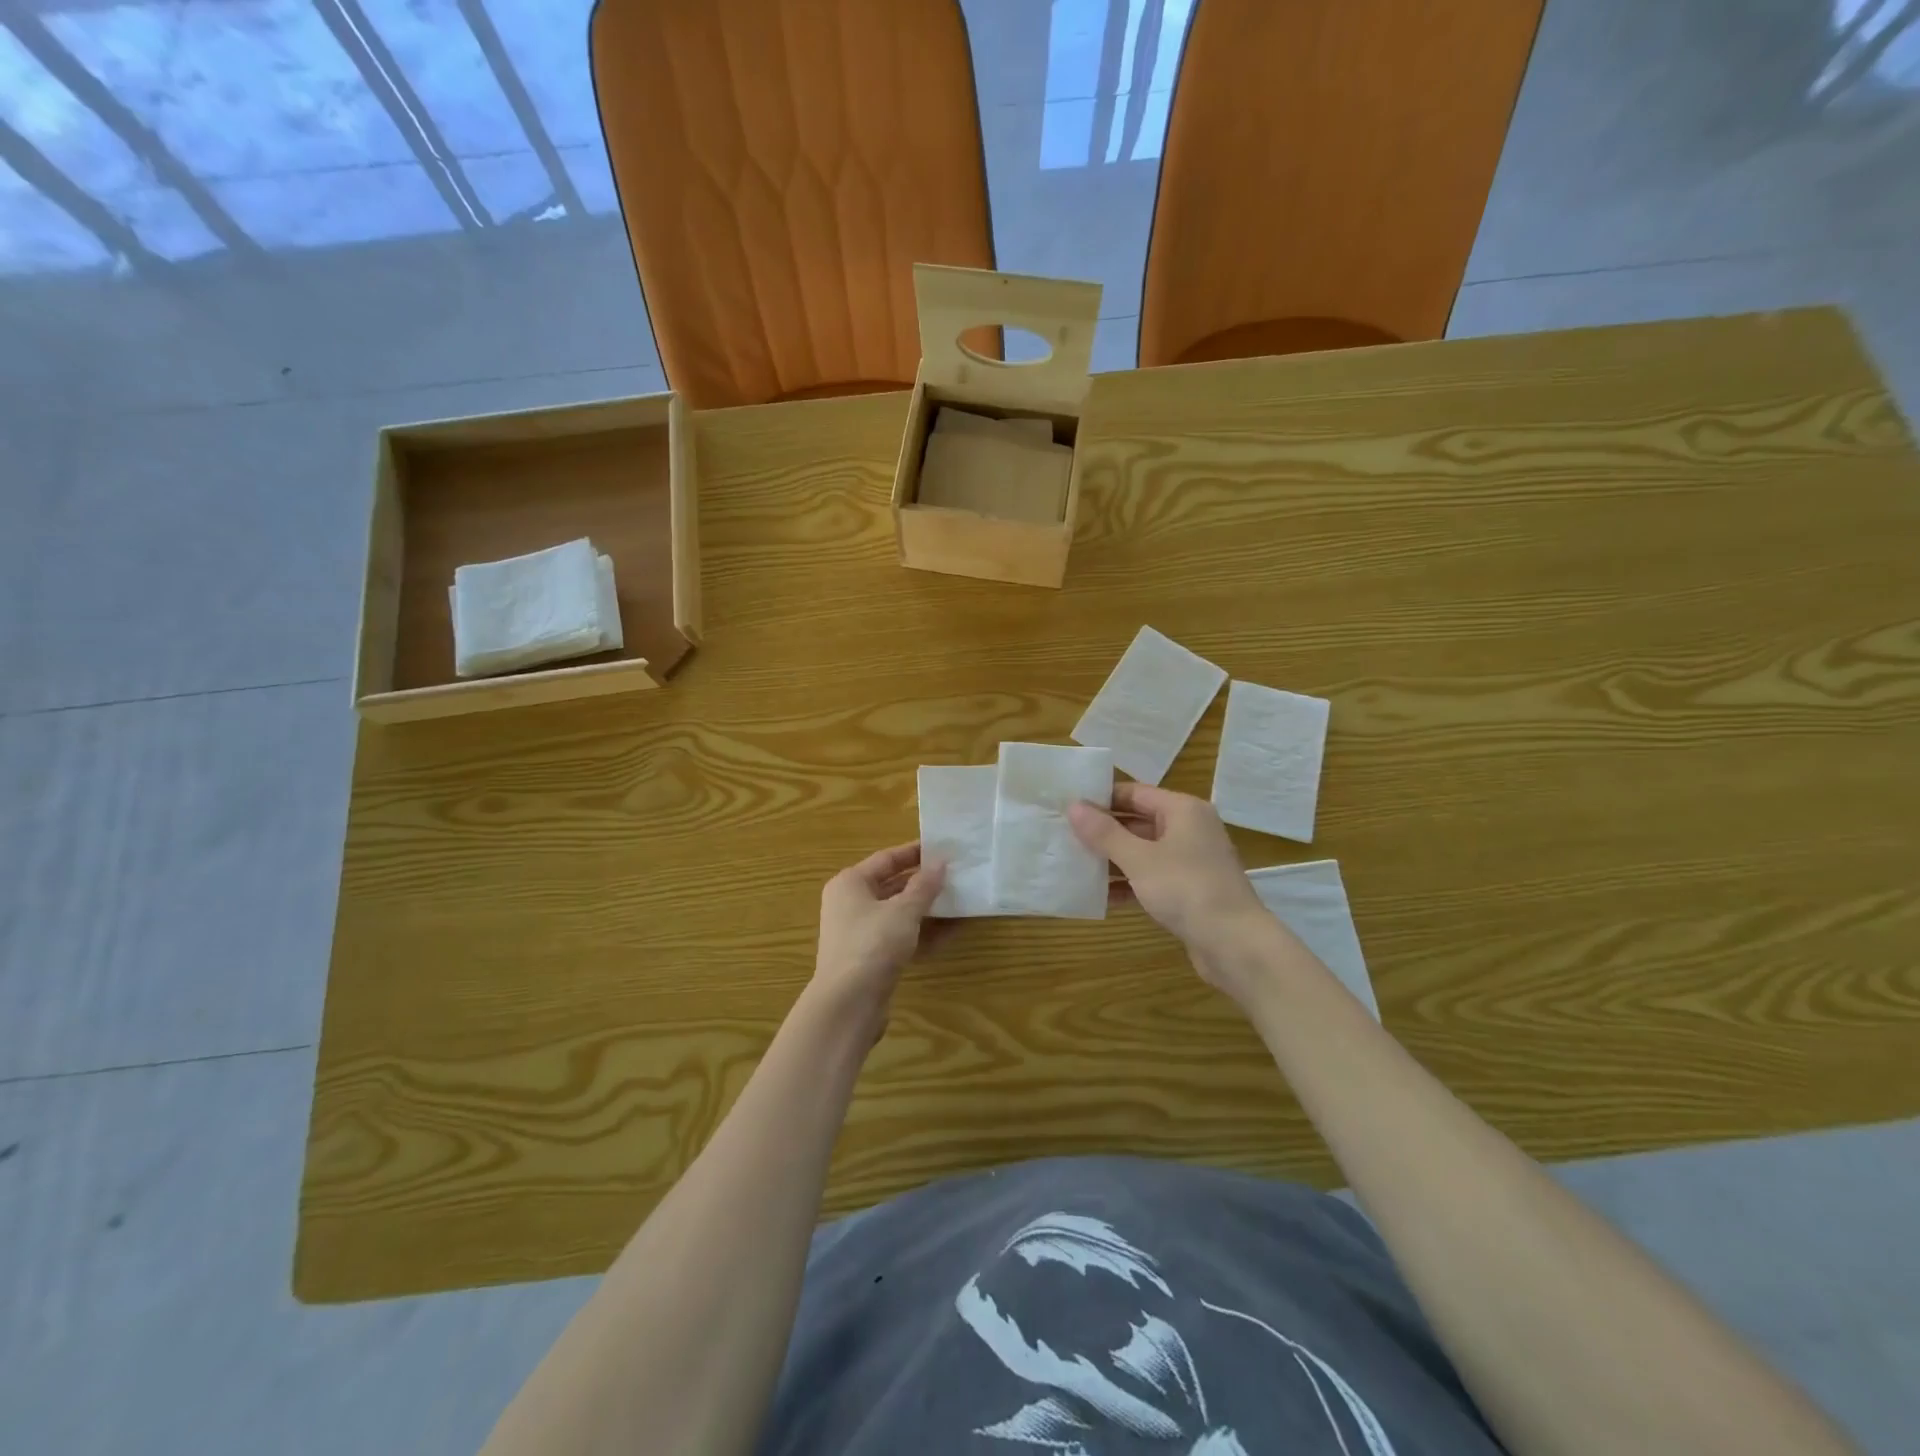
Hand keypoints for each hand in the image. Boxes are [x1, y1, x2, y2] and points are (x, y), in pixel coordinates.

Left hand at [811, 842, 946, 1028]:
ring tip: (961, 900)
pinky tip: (952, 931)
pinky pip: (901, 937)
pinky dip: (923, 933)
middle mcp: (851, 904)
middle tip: (956, 874)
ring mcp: (860, 934)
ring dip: (928, 909)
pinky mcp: (871, 959)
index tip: (943, 847)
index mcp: (850, 883)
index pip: (887, 859)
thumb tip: (941, 863)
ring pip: (899, 914)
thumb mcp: (903, 911)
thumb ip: (924, 886)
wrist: (848, 1004)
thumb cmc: (872, 944)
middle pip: (893, 886)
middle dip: (924, 882)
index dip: (915, 852)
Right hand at [1067, 785, 1277, 1001]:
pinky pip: (1152, 877)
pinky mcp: (1189, 890)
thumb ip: (1105, 833)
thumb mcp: (1139, 859)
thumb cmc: (1186, 889)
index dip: (1101, 798)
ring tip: (1075, 865)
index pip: (1134, 792)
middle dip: (1104, 831)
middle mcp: (1189, 829)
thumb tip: (1074, 806)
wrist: (1235, 944)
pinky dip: (1129, 883)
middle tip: (1065, 836)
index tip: (1068, 806)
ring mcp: (1191, 861)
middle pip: (1138, 821)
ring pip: (1143, 851)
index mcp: (1182, 810)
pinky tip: (1100, 896)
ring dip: (1113, 859)